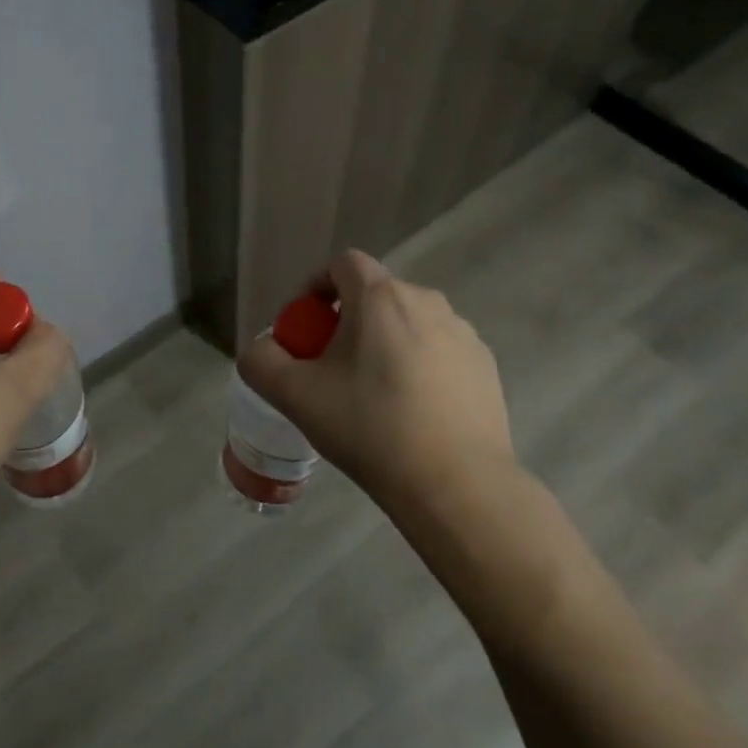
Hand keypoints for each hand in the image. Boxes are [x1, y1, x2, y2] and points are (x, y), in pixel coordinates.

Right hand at [238, 250, 517, 511]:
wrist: (456, 485)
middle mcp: (426, 301)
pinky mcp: (486, 366)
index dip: (315, 286)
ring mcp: (463, 333)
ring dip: (384, 343)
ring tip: (373, 395)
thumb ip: (261, 361)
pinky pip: (439, 351)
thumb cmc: (369, 428)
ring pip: (408, 323)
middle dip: (347, 321)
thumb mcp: (294, 395)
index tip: (304, 326)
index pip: (342, 263)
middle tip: (331, 368)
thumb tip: (262, 349)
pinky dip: (419, 366)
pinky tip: (412, 412)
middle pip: (375, 295)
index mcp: (380, 297)